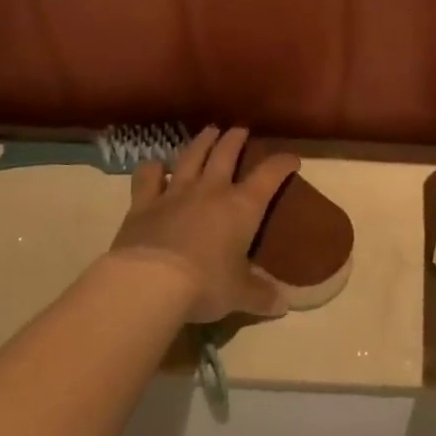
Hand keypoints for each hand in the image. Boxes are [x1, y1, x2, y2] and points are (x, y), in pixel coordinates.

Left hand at [108, 126, 300, 323]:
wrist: (151, 283)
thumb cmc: (206, 285)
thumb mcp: (240, 294)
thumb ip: (261, 296)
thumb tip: (282, 305)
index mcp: (242, 207)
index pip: (269, 175)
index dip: (282, 163)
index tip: (292, 159)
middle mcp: (211, 191)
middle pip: (226, 154)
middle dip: (236, 139)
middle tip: (240, 129)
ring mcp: (175, 193)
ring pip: (191, 157)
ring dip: (202, 142)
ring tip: (209, 132)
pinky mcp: (143, 204)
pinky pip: (148, 178)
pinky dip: (152, 169)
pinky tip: (154, 165)